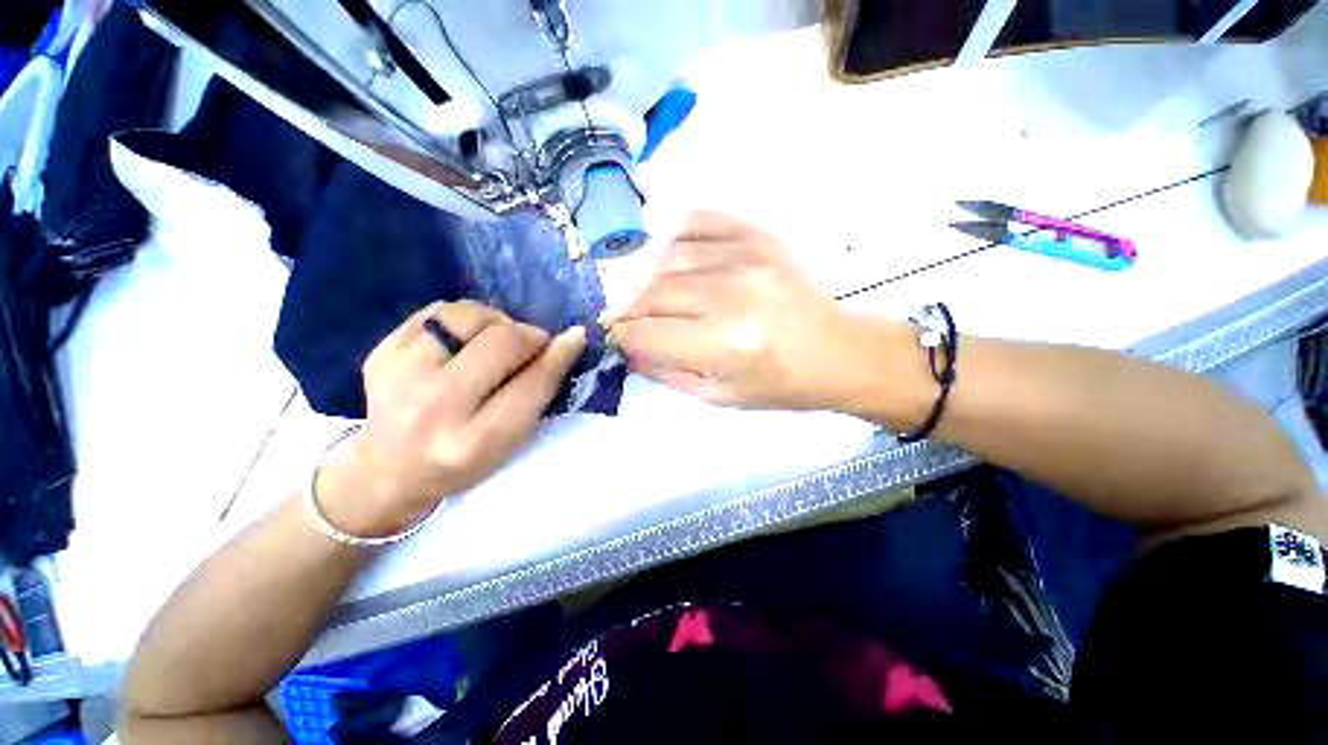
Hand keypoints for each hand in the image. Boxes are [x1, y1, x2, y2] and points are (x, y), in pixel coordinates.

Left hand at [318, 301, 586, 536]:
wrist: (390, 470)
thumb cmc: (464, 461)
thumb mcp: (511, 440)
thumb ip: (539, 392)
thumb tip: (569, 340)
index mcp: (474, 441)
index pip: (532, 384)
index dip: (559, 355)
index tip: (575, 337)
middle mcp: (433, 408)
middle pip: (502, 342)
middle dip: (530, 336)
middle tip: (532, 345)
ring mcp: (397, 377)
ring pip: (469, 316)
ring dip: (496, 322)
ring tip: (495, 341)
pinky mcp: (379, 354)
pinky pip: (437, 311)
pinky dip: (464, 319)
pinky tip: (464, 340)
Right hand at [605, 211, 882, 410]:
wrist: (837, 353)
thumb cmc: (780, 385)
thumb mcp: (719, 396)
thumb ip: (666, 373)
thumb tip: (630, 350)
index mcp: (724, 344)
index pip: (646, 332)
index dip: (622, 336)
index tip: (618, 338)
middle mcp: (731, 294)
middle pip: (653, 293)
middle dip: (631, 310)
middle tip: (631, 321)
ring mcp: (746, 257)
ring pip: (667, 258)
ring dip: (650, 280)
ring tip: (655, 298)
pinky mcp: (758, 237)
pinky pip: (698, 220)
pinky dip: (675, 238)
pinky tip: (675, 259)